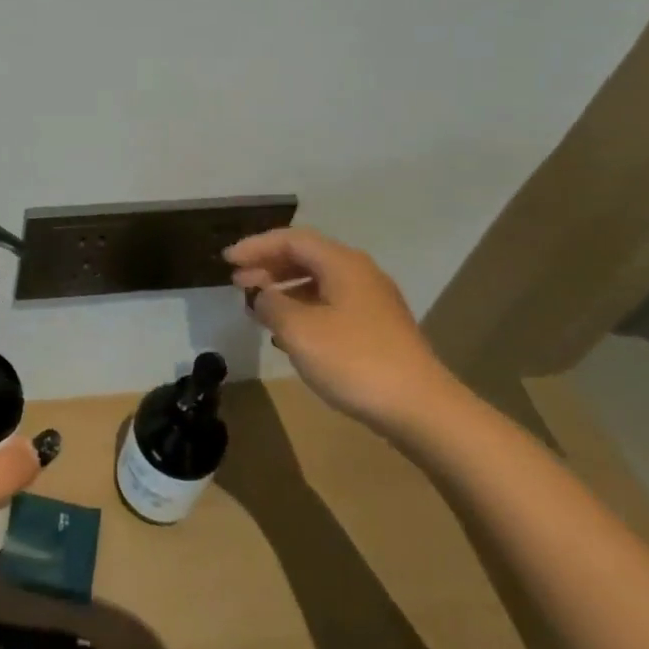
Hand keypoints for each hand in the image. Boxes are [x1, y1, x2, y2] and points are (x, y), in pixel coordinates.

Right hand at [225, 227, 460, 432]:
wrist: (421, 409)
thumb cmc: (354, 361)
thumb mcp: (299, 331)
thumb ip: (272, 305)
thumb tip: (262, 295)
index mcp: (341, 263)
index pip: (291, 239)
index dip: (255, 246)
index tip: (227, 261)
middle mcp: (359, 273)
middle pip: (306, 257)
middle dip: (268, 266)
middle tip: (237, 282)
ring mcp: (372, 301)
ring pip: (318, 282)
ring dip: (284, 289)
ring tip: (258, 308)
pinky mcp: (378, 328)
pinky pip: (331, 304)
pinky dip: (303, 309)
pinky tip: (289, 333)